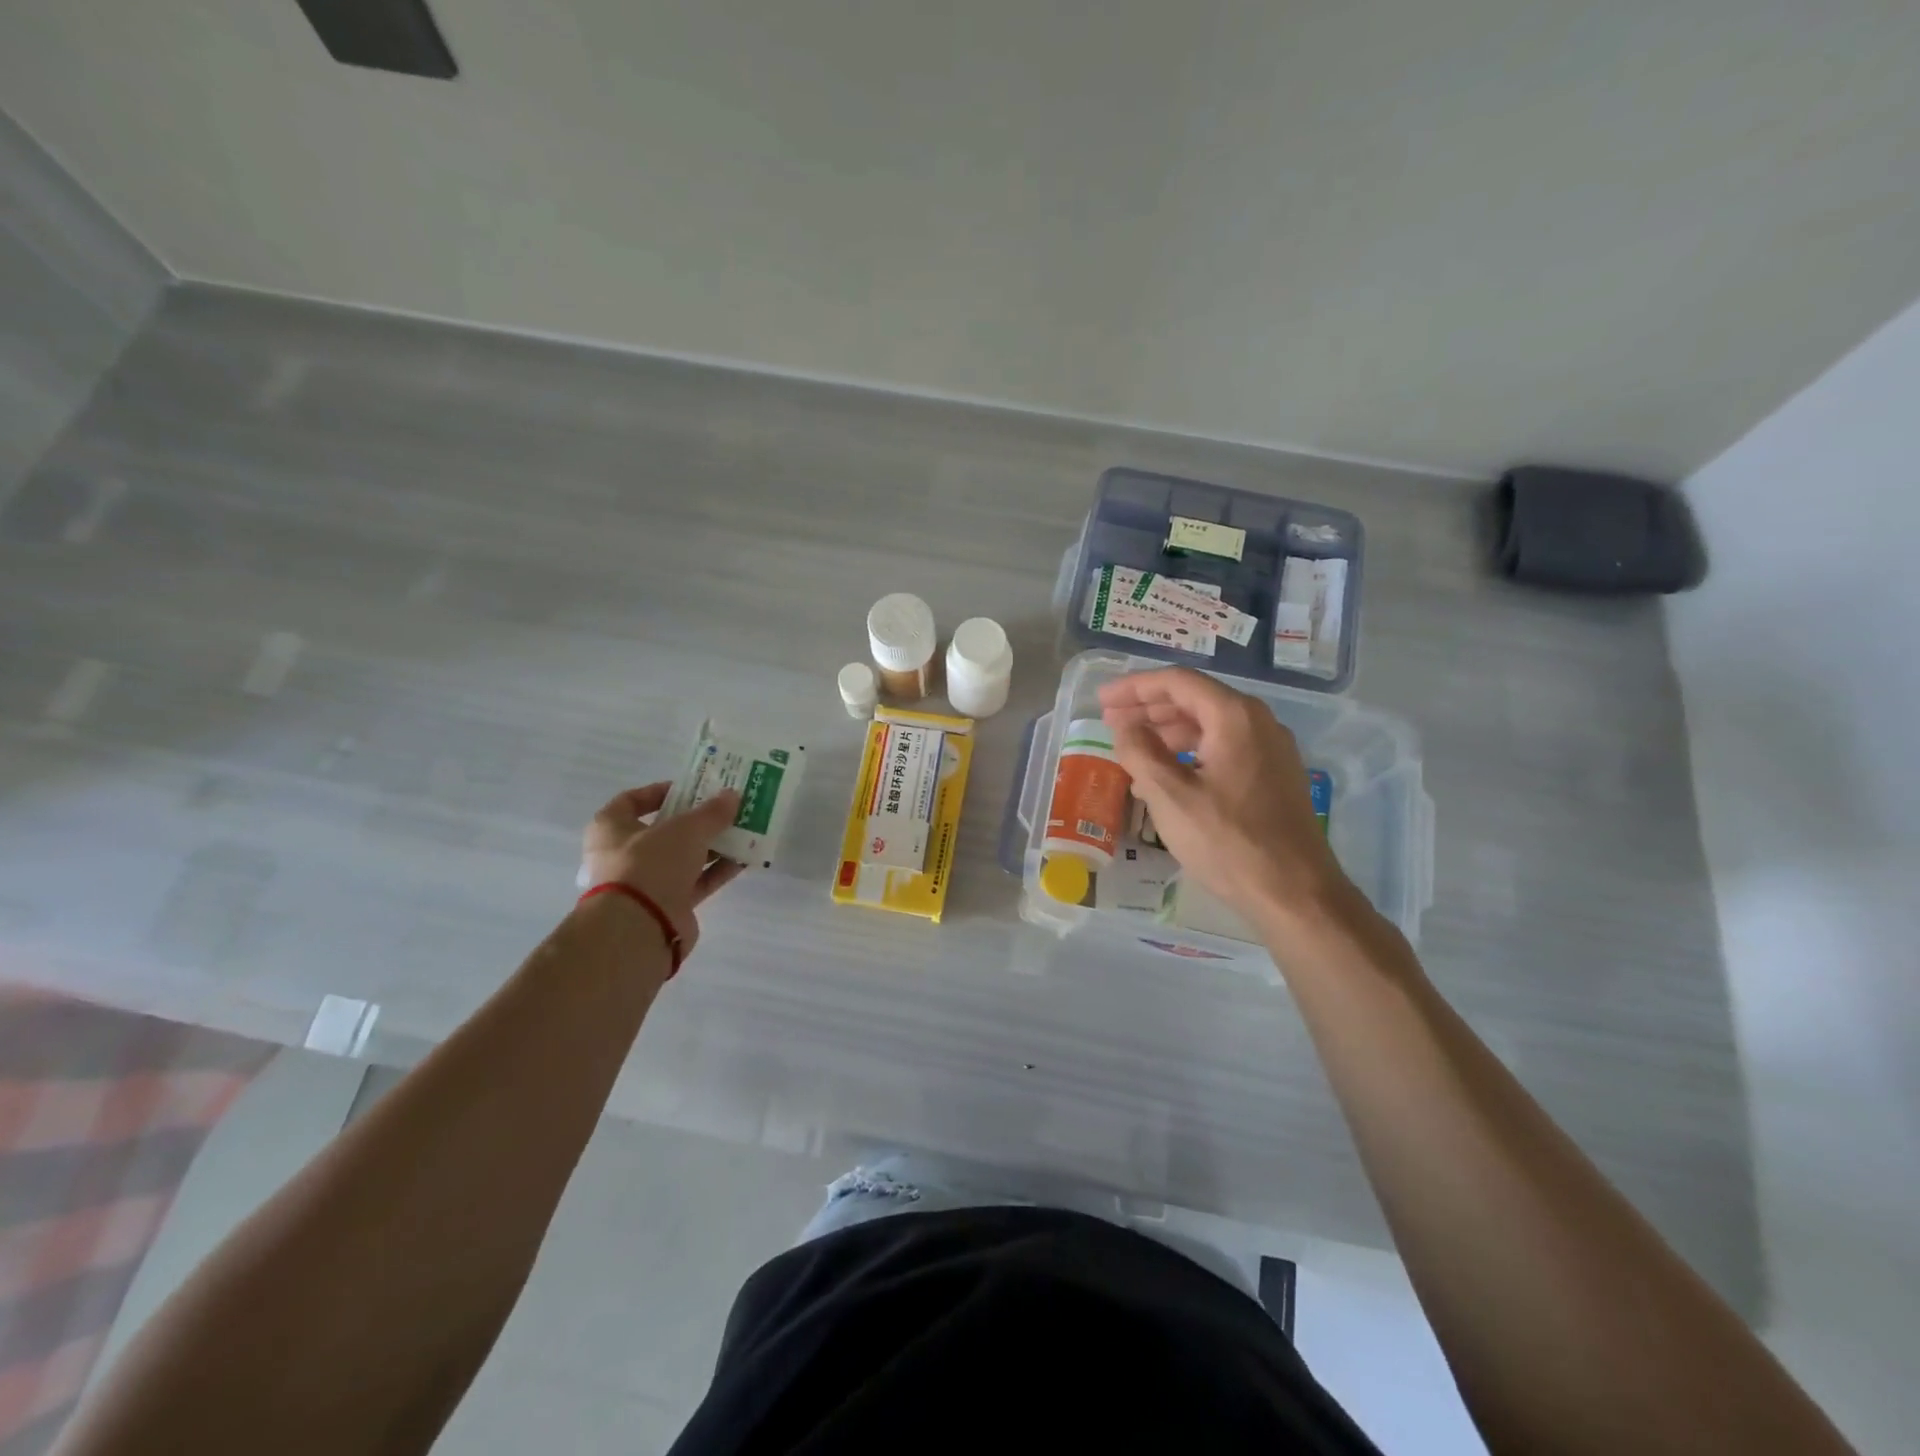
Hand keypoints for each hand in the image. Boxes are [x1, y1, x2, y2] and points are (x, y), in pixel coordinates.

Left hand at [580, 783, 744, 955]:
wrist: (640, 927)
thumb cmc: (650, 863)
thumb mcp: (686, 828)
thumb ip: (712, 812)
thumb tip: (733, 795)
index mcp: (611, 828)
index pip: (632, 800)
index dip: (661, 791)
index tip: (691, 788)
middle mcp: (624, 854)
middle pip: (665, 830)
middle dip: (698, 820)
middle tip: (726, 808)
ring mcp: (647, 882)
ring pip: (685, 856)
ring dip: (713, 844)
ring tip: (744, 830)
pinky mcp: (668, 905)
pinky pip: (697, 881)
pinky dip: (718, 870)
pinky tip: (745, 859)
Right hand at [1099, 668, 1355, 932]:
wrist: (1295, 893)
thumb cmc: (1227, 841)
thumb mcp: (1169, 796)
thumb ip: (1139, 751)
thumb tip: (1125, 726)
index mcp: (1234, 717)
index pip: (1177, 682)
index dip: (1134, 687)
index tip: (1102, 700)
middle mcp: (1258, 722)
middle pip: (1195, 699)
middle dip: (1149, 708)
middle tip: (1111, 721)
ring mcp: (1271, 750)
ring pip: (1210, 726)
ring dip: (1168, 732)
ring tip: (1132, 750)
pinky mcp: (1274, 776)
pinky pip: (1224, 749)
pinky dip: (1190, 753)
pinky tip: (1166, 777)